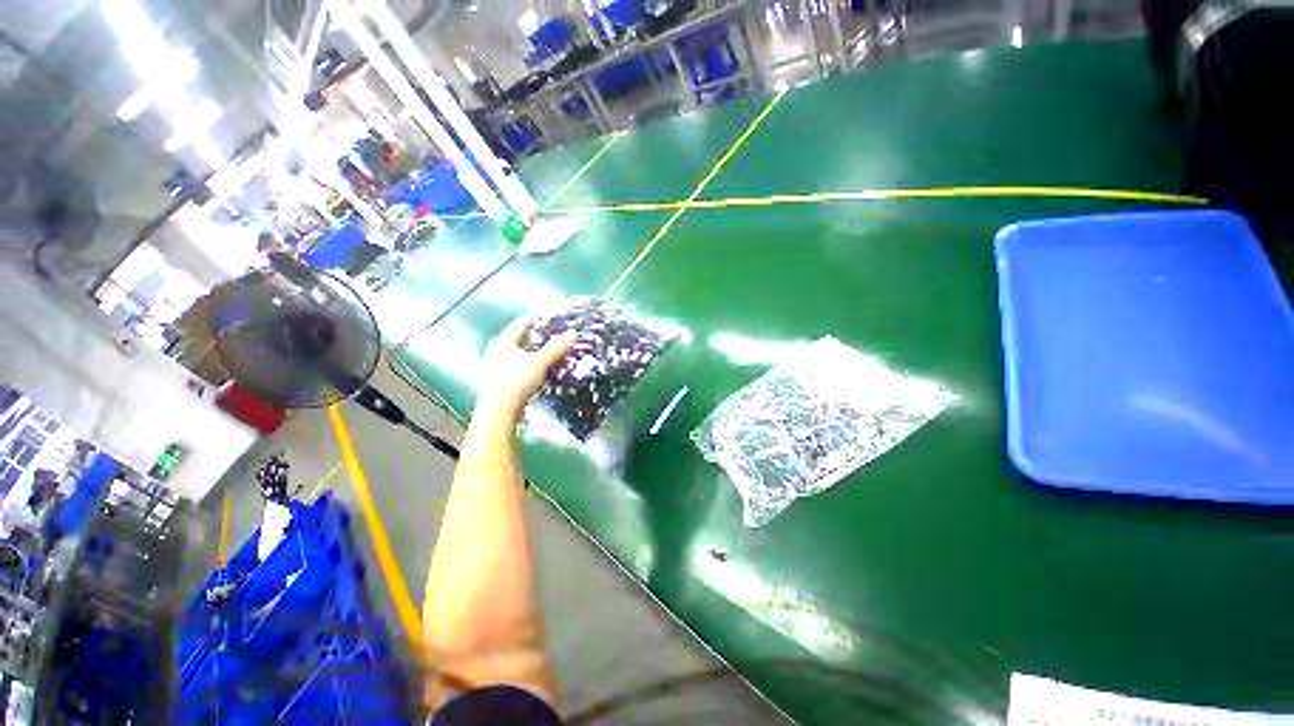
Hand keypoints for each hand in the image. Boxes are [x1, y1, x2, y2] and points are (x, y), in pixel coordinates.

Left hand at [475, 317, 573, 422]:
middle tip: (553, 338)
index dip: (538, 321)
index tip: (552, 321)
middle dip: (536, 338)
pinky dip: (527, 367)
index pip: (521, 324)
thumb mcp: (540, 362)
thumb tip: (571, 334)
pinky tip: (536, 372)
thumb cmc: (516, 382)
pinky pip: (515, 368)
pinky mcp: (497, 383)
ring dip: (532, 354)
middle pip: (519, 339)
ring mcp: (494, 368)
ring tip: (547, 355)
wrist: (499, 412)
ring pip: (517, 355)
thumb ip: (555, 348)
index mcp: (502, 342)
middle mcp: (494, 352)